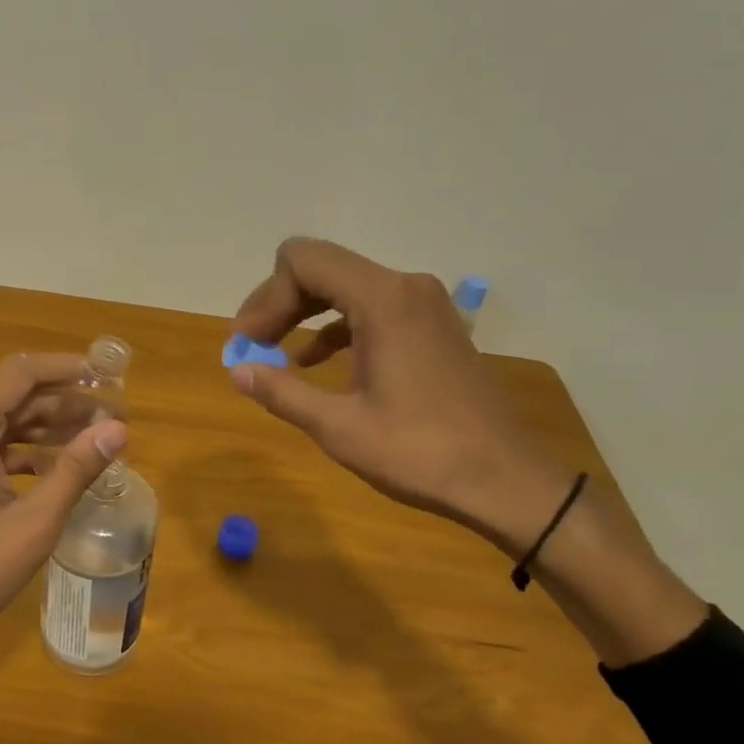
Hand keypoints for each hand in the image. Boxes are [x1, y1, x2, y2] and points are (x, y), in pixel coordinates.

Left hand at [0, 353, 128, 666]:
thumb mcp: (32, 522)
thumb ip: (76, 469)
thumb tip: (118, 429)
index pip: (22, 372)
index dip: (68, 368)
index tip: (108, 377)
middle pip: (12, 396)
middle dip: (64, 404)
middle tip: (113, 418)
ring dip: (44, 429)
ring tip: (93, 440)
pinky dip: (19, 453)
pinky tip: (52, 471)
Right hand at [232, 238, 566, 543]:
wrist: (505, 481)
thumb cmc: (420, 453)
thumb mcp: (339, 427)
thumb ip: (282, 391)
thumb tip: (237, 370)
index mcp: (382, 300)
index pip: (302, 262)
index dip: (265, 297)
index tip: (246, 342)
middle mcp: (405, 287)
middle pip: (321, 267)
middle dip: (279, 302)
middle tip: (251, 345)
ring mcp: (424, 304)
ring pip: (344, 285)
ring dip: (303, 313)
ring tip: (272, 352)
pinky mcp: (432, 325)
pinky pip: (369, 307)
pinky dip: (334, 326)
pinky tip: (313, 362)